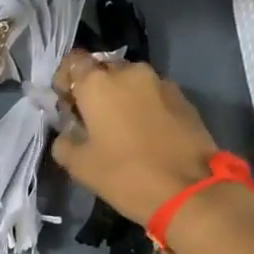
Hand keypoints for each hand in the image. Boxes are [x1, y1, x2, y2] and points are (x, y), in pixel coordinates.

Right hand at [50, 52, 220, 223]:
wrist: (189, 192)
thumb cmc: (125, 175)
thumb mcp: (79, 166)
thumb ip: (64, 141)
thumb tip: (68, 132)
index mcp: (98, 83)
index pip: (73, 62)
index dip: (66, 80)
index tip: (67, 104)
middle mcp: (129, 72)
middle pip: (104, 70)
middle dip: (95, 89)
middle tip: (93, 118)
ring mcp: (161, 82)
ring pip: (132, 82)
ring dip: (122, 97)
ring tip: (122, 127)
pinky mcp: (184, 98)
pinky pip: (154, 94)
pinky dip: (145, 106)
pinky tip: (147, 133)